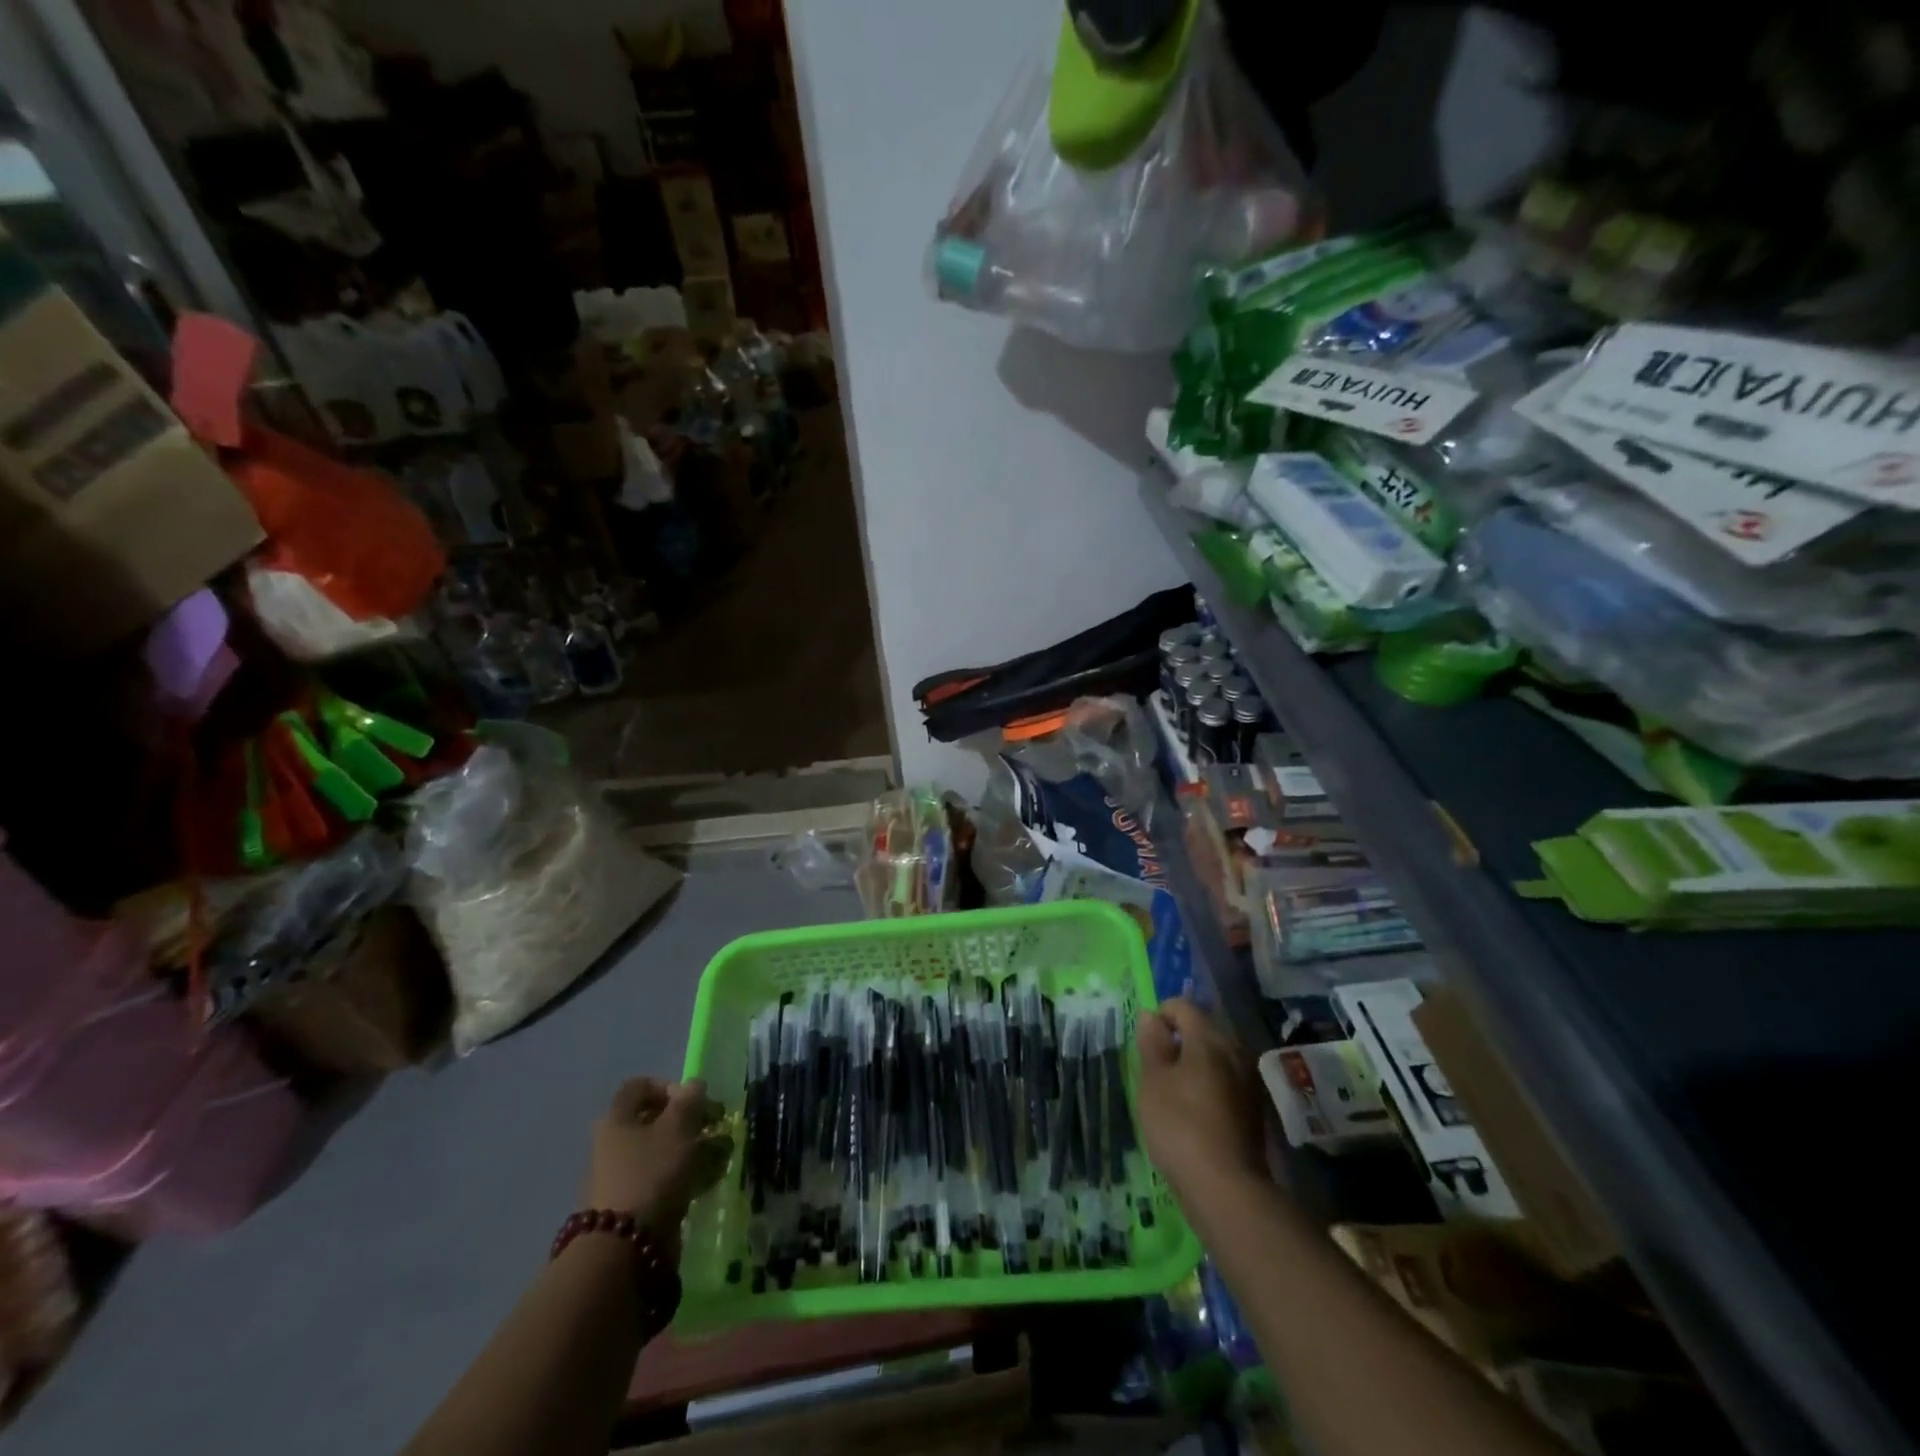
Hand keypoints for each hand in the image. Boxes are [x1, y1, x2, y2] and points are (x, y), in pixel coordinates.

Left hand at [585, 1078, 731, 1233]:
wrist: (624, 1248)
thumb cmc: (651, 1173)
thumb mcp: (678, 1126)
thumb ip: (690, 1100)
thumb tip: (693, 1085)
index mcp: (617, 1119)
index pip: (639, 1087)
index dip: (669, 1086)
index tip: (693, 1100)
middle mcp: (613, 1145)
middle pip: (653, 1121)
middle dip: (688, 1121)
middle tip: (713, 1127)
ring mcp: (621, 1178)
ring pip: (662, 1152)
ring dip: (692, 1149)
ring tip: (718, 1156)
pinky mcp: (633, 1206)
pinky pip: (662, 1180)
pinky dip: (685, 1176)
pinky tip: (708, 1181)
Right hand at [1136, 999, 1265, 1207]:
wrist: (1226, 1188)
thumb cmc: (1180, 1125)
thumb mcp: (1152, 1081)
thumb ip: (1152, 1043)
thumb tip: (1150, 1016)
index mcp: (1209, 1038)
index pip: (1183, 1007)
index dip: (1160, 1016)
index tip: (1145, 1044)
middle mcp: (1235, 1051)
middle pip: (1202, 1030)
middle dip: (1178, 1040)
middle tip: (1155, 1068)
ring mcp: (1249, 1080)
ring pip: (1216, 1057)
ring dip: (1194, 1064)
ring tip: (1173, 1092)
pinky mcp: (1254, 1108)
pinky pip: (1226, 1081)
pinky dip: (1208, 1086)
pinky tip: (1195, 1112)